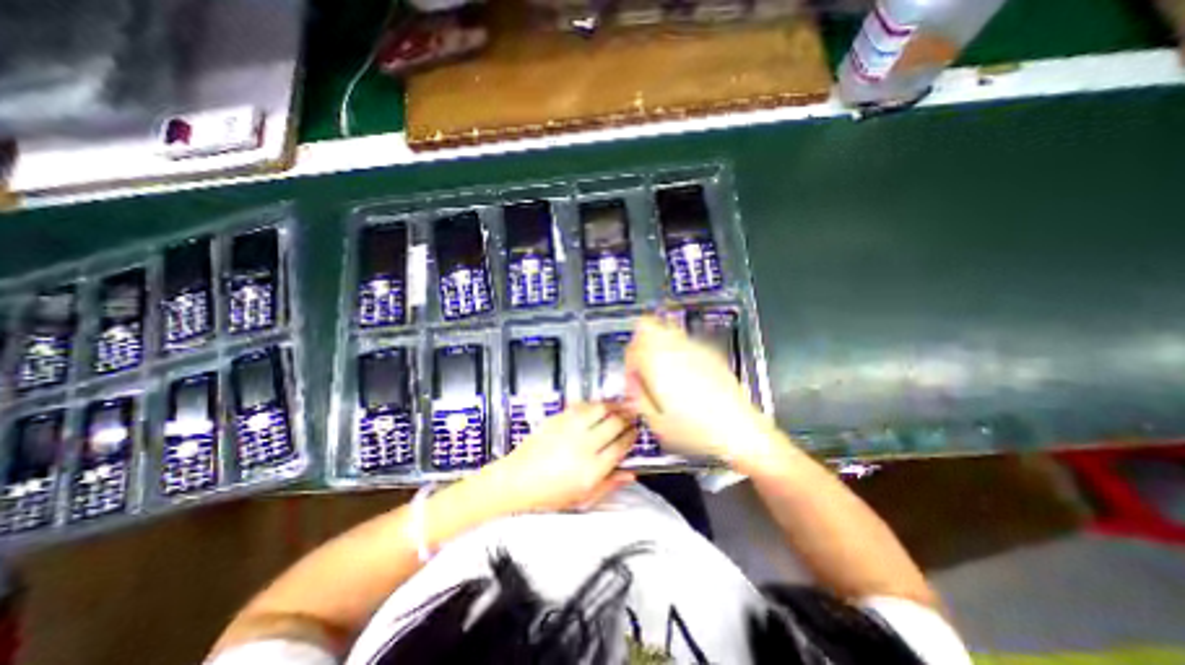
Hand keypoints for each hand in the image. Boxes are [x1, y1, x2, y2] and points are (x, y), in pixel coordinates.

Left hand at [472, 400, 639, 512]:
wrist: (517, 480)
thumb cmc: (550, 494)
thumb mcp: (583, 497)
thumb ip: (610, 484)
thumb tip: (632, 473)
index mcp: (591, 470)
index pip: (621, 446)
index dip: (632, 436)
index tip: (636, 432)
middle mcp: (584, 446)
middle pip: (615, 424)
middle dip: (627, 418)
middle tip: (632, 416)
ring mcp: (570, 429)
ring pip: (601, 409)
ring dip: (615, 405)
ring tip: (621, 405)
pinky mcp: (558, 418)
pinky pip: (583, 406)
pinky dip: (596, 404)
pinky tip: (600, 406)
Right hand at [621, 314, 768, 463]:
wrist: (739, 429)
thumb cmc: (698, 431)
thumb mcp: (657, 424)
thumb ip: (639, 399)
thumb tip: (633, 387)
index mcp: (658, 365)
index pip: (632, 348)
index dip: (629, 363)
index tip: (634, 379)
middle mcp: (674, 350)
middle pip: (647, 326)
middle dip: (640, 343)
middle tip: (644, 365)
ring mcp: (694, 348)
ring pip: (666, 328)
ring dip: (658, 342)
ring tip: (662, 366)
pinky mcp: (709, 352)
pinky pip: (684, 340)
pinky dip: (677, 348)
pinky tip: (684, 372)